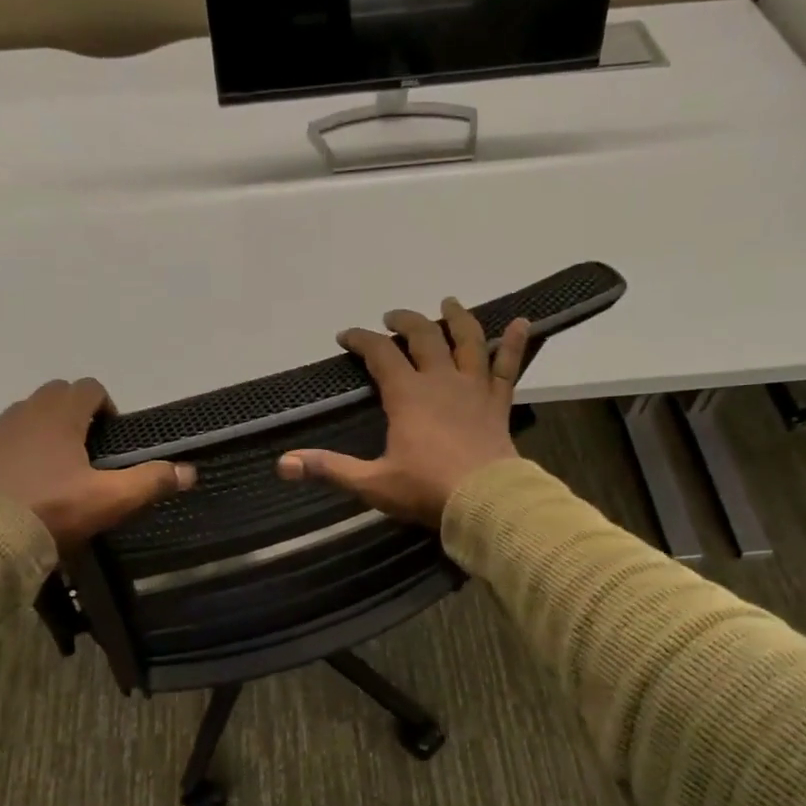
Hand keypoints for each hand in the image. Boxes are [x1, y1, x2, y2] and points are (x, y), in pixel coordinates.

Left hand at [0, 379, 194, 550]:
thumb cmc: (53, 512)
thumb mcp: (110, 501)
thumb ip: (151, 481)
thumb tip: (190, 471)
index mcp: (61, 415)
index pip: (89, 388)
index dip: (105, 406)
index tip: (110, 438)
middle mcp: (24, 411)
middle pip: (54, 394)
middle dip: (72, 413)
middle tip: (82, 452)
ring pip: (21, 414)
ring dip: (38, 429)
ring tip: (47, 467)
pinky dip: (5, 447)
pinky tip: (11, 478)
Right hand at [276, 298, 530, 528]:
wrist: (485, 501)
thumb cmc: (426, 490)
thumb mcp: (371, 482)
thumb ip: (329, 469)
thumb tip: (283, 464)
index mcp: (407, 395)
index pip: (379, 354)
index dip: (361, 340)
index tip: (346, 336)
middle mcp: (440, 380)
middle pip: (423, 336)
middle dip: (404, 322)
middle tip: (392, 317)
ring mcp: (473, 388)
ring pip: (467, 341)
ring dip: (456, 319)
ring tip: (448, 303)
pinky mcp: (498, 402)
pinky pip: (509, 366)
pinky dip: (516, 343)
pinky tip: (523, 322)